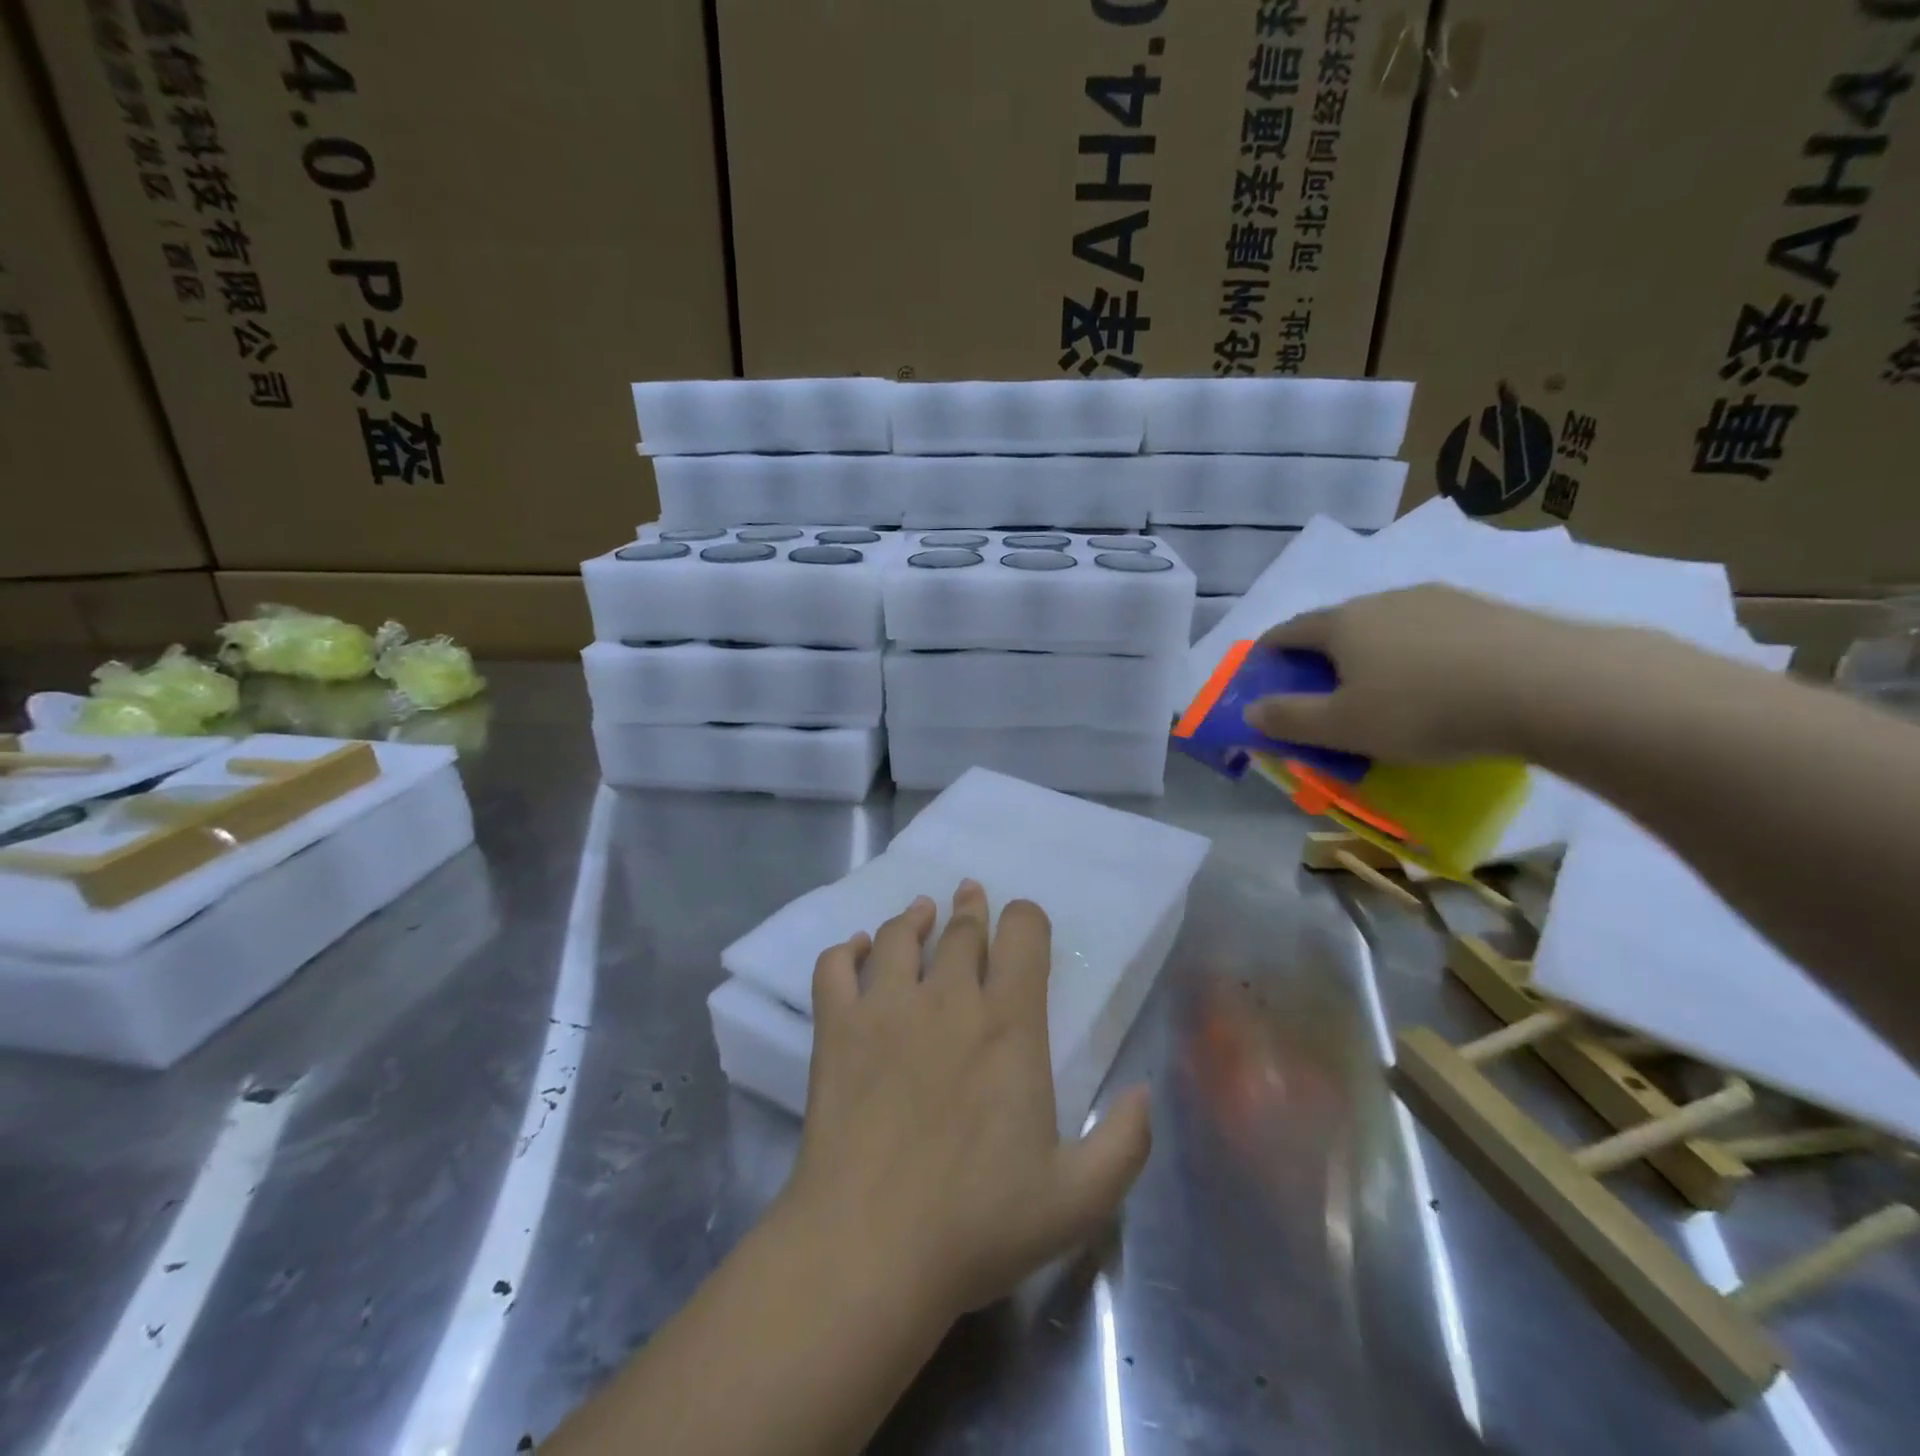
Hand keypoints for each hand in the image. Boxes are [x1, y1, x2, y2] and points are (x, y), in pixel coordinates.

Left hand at [779, 881, 1152, 1322]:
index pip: (1023, 936)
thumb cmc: (977, 1223)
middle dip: (971, 909)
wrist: (869, 1248)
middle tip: (969, 896)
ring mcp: (886, 1007)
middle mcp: (948, 998)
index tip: (1024, 923)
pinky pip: (834, 967)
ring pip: (898, 936)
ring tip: (920, 912)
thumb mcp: (1078, 1199)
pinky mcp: (836, 1029)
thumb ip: (1124, 1142)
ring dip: (912, 918)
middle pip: (962, 928)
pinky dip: (844, 950)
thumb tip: (1144, 1091)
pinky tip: (854, 950)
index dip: (1026, 918)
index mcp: (1009, 1024)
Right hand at [1248, 585, 1578, 760]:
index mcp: (1343, 624)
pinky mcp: (1486, 610)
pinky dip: (1419, 655)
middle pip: (1338, 625)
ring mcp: (1439, 599)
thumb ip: (1289, 719)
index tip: (1262, 672)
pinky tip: (1439, 683)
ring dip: (1373, 653)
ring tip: (1385, 689)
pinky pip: (1432, 633)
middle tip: (1324, 691)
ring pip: (1387, 626)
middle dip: (1322, 656)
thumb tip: (1250, 711)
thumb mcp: (1343, 727)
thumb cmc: (1424, 709)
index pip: (1289, 631)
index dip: (1269, 652)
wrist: (1550, 685)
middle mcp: (1384, 600)